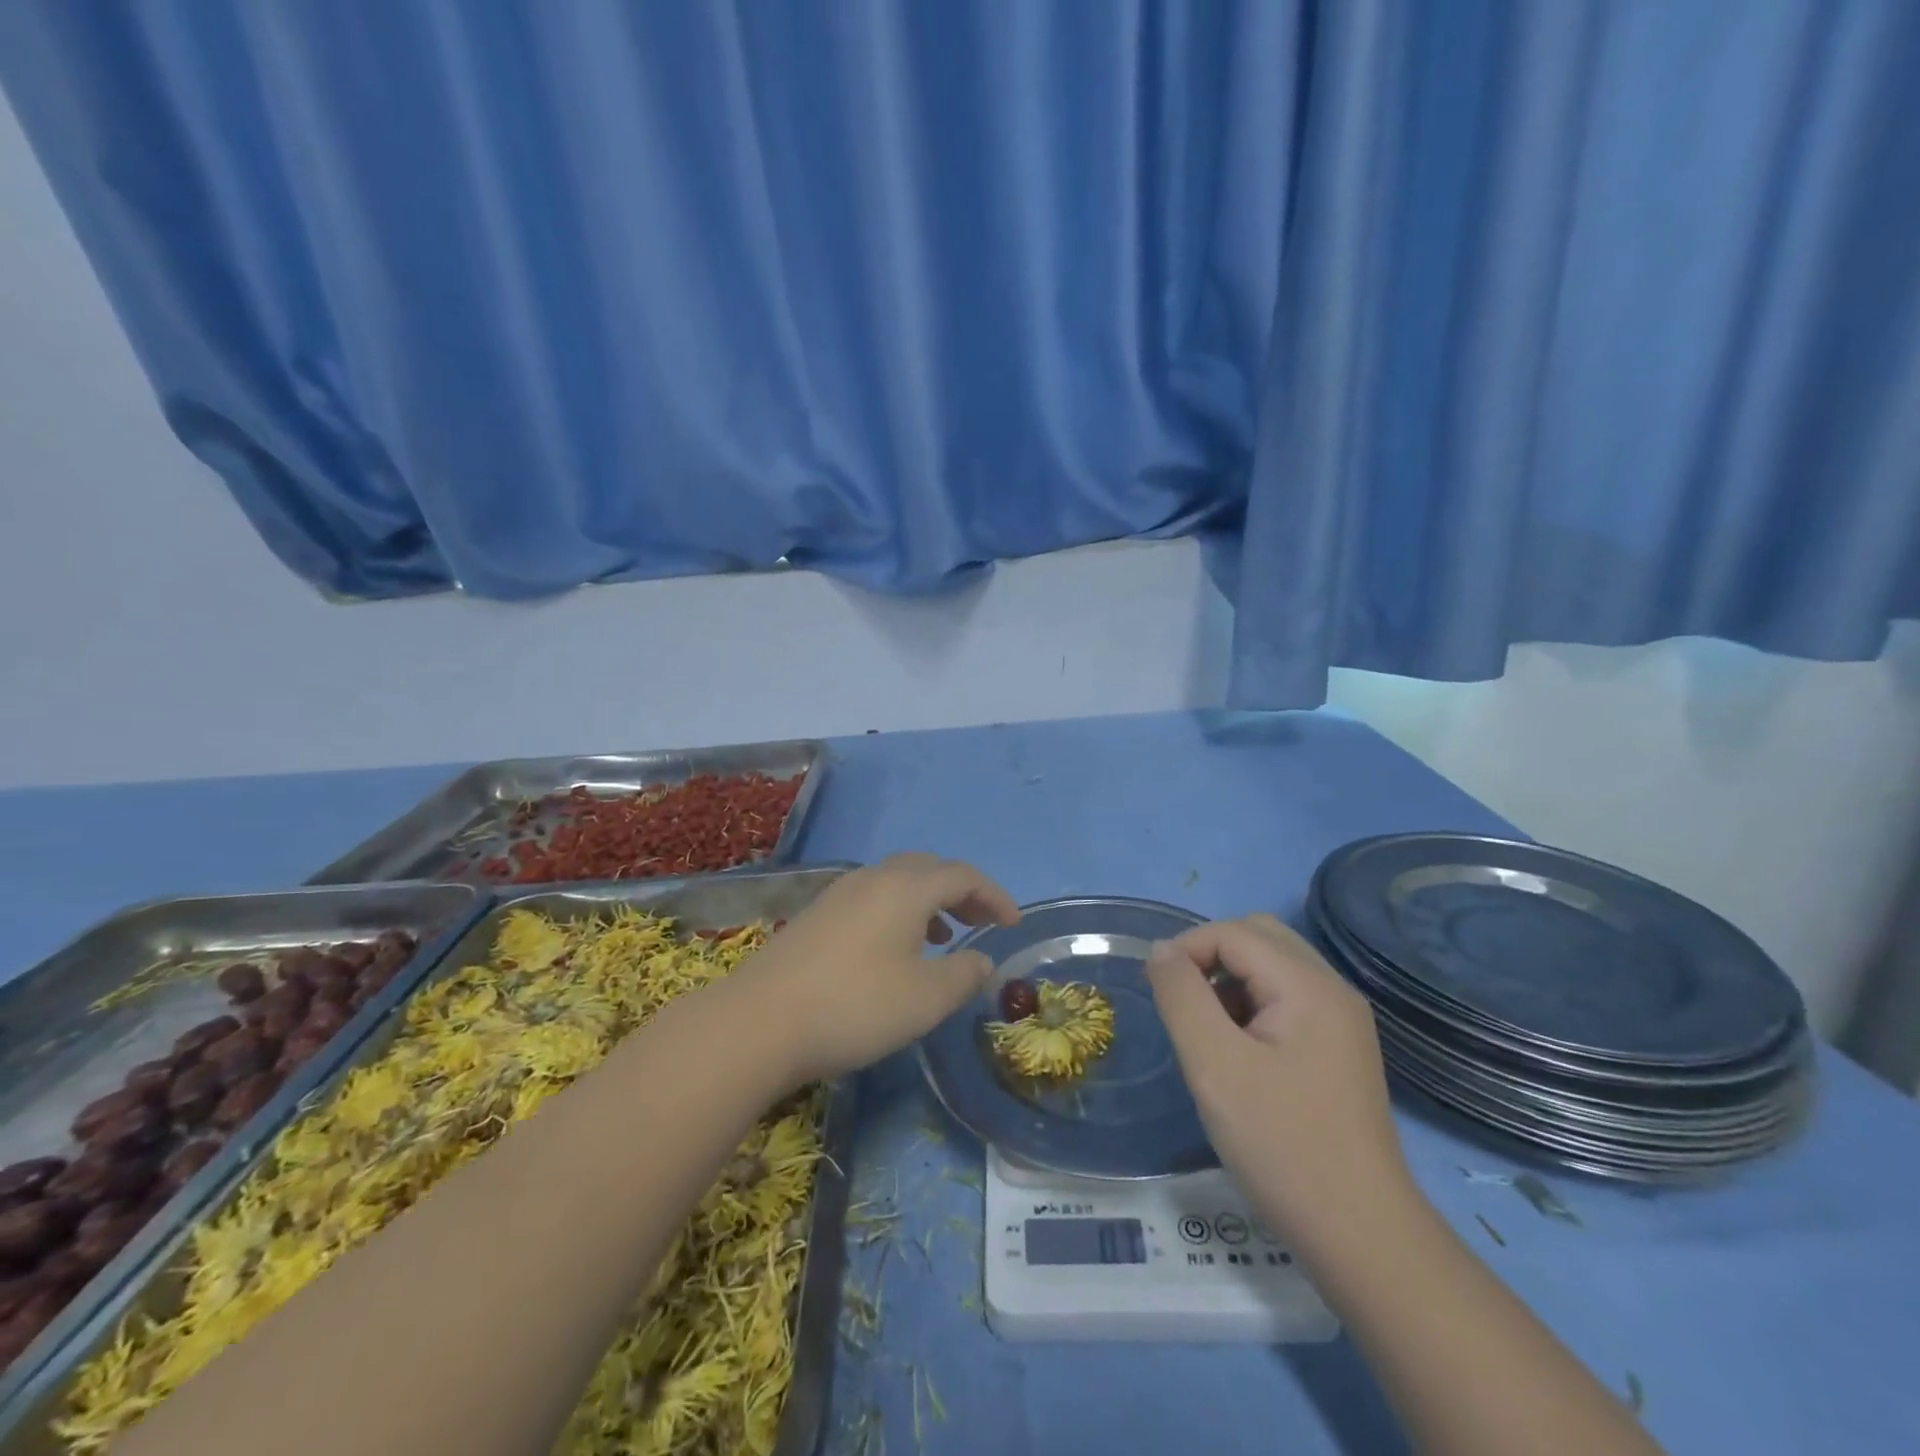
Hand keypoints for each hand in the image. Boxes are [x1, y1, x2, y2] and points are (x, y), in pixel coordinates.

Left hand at [735, 854, 1020, 1084]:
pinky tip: (895, 948)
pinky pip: (874, 897)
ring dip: (930, 900)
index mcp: (906, 888)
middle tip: (982, 921)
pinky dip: (900, 911)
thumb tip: (983, 960)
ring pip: (898, 881)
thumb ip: (964, 975)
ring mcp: (840, 893)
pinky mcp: (817, 914)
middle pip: (929, 869)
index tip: (1013, 924)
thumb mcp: (925, 999)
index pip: (963, 875)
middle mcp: (874, 878)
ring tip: (945, 934)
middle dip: (962, 891)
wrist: (759, 1022)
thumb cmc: (855, 1006)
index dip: (994, 896)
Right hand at [1146, 914, 1411, 1247]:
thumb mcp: (1214, 1065)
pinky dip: (1251, 1004)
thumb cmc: (1281, 1145)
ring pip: (1272, 966)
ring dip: (1230, 981)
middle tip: (1182, 1003)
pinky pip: (1286, 999)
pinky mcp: (1339, 1048)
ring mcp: (1341, 1020)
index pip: (1234, 932)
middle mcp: (1332, 990)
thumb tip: (1162, 951)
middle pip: (1258, 937)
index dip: (1187, 949)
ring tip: (1207, 1033)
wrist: (1360, 1235)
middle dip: (1210, 956)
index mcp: (1308, 986)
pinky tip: (1237, 1053)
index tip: (1157, 991)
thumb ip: (1182, 996)